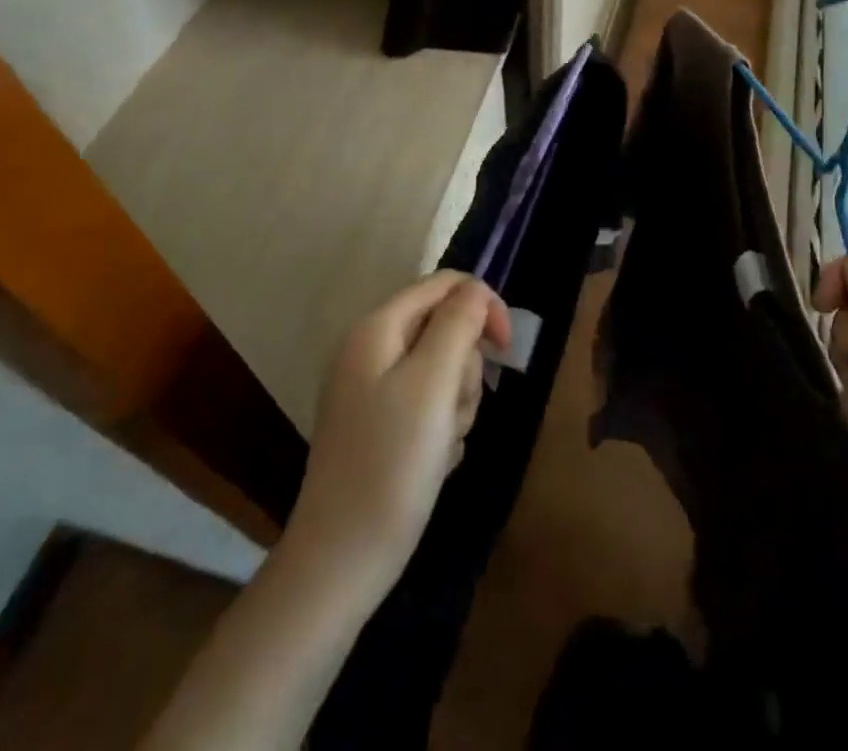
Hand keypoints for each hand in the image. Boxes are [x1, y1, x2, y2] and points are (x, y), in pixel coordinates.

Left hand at [286, 271, 510, 599]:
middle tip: (453, 410)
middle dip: (465, 368)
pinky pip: (429, 406)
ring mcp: (372, 390)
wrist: (341, 561)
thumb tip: (475, 288)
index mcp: (377, 328)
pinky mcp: (380, 426)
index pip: (444, 285)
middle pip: (445, 328)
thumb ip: (458, 324)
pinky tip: (433, 462)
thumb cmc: (391, 464)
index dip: (482, 306)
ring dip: (457, 403)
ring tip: (442, 443)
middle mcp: (371, 350)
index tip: (506, 349)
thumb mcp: (432, 383)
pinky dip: (442, 429)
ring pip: (442, 370)